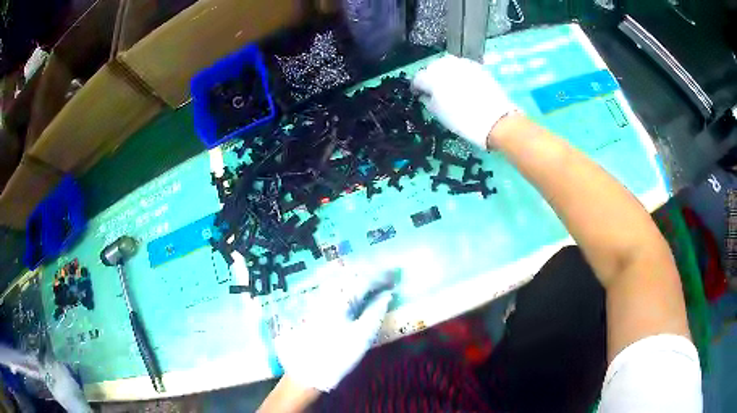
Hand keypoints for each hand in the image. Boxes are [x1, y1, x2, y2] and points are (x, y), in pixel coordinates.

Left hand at [272, 268, 393, 392]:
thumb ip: (376, 311)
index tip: (396, 274)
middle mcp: (328, 293)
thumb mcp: (363, 336)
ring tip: (375, 280)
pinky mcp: (317, 307)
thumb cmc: (338, 354)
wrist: (308, 370)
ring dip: (360, 277)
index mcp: (340, 299)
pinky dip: (350, 285)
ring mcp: (320, 299)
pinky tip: (357, 290)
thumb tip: (387, 294)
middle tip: (388, 275)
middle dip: (371, 272)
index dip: (381, 275)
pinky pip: (336, 287)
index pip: (364, 279)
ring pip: (342, 279)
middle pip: (351, 274)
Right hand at [412, 55, 517, 148]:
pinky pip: (462, 65)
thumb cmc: (464, 121)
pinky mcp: (477, 67)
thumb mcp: (440, 114)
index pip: (418, 78)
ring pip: (447, 63)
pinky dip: (459, 71)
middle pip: (432, 67)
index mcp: (432, 78)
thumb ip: (428, 100)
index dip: (417, 87)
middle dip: (431, 76)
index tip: (420, 94)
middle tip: (434, 90)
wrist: (496, 121)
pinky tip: (463, 82)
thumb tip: (425, 95)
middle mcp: (446, 66)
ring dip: (445, 71)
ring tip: (449, 84)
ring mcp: (463, 64)